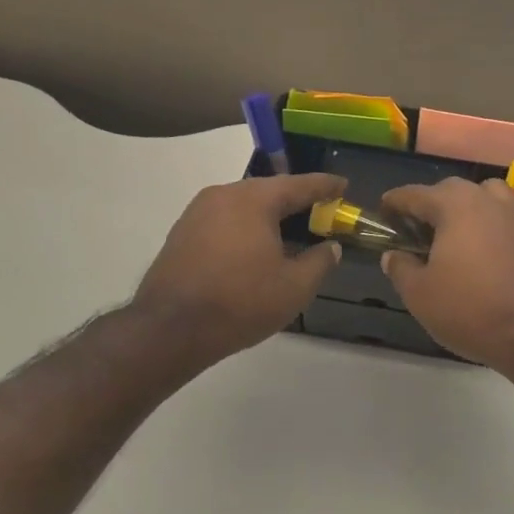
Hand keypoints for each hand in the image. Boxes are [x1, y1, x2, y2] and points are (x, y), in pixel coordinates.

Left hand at [131, 173, 344, 370]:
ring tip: (290, 232)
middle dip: (295, 201)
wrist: (170, 329)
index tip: (344, 185)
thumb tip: (331, 247)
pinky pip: (225, 221)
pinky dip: (246, 228)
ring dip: (269, 216)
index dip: (325, 186)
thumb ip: (320, 261)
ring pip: (244, 207)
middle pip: (268, 192)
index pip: (299, 185)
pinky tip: (256, 249)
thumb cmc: (241, 302)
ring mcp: (197, 213)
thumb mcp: (295, 286)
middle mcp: (223, 195)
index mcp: (254, 199)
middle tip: (320, 211)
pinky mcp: (182, 234)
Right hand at [380, 177, 513, 370]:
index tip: (384, 211)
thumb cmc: (467, 309)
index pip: (415, 194)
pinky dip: (494, 222)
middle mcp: (487, 199)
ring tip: (456, 231)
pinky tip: (488, 245)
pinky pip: (509, 216)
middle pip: (452, 189)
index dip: (395, 202)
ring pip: (486, 195)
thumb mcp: (419, 294)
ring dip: (468, 206)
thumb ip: (401, 268)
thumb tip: (393, 255)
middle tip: (417, 228)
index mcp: (454, 205)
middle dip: (432, 203)